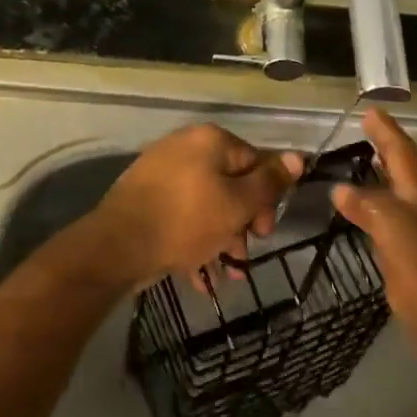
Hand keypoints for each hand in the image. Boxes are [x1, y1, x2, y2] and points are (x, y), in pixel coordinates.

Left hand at [91, 124, 301, 287]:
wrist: (118, 245)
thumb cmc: (186, 220)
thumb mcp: (237, 204)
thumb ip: (269, 182)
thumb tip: (298, 156)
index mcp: (211, 141)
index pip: (255, 162)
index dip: (266, 199)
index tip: (263, 232)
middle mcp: (186, 147)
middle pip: (230, 184)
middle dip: (241, 224)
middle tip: (242, 256)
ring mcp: (162, 171)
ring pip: (205, 204)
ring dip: (220, 238)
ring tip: (223, 275)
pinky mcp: (145, 197)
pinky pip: (181, 215)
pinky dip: (193, 240)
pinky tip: (199, 276)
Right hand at [332, 109, 416, 390]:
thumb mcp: (400, 240)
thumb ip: (372, 209)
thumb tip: (343, 189)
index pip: (403, 154)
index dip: (386, 132)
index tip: (370, 111)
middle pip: (406, 173)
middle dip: (386, 152)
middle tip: (363, 136)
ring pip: (405, 199)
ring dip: (385, 182)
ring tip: (361, 171)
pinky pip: (402, 227)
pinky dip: (384, 214)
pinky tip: (372, 224)